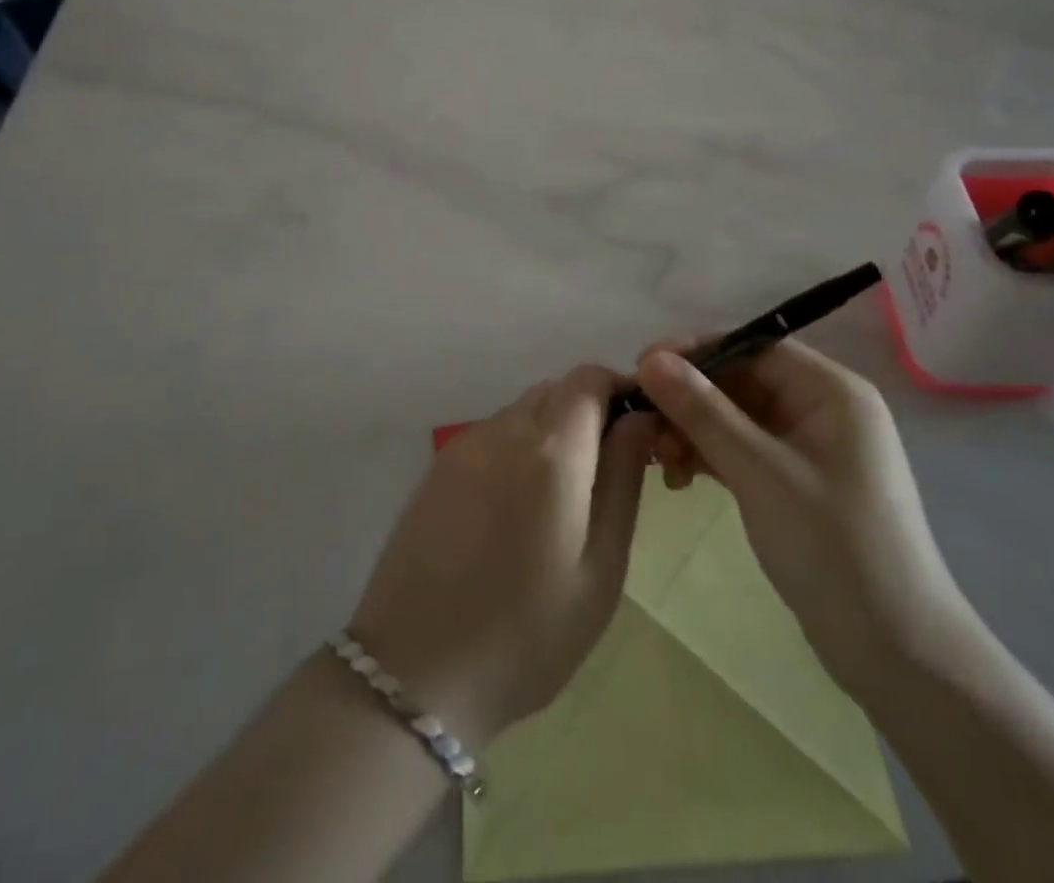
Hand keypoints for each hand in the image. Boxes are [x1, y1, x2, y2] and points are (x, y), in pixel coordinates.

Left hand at [350, 367, 655, 745]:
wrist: (413, 674)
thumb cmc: (526, 634)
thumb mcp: (600, 568)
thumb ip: (623, 480)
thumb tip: (640, 419)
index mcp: (550, 450)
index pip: (590, 379)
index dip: (620, 390)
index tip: (640, 431)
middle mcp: (504, 430)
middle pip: (556, 389)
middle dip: (590, 411)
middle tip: (608, 470)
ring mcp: (464, 445)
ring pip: (523, 409)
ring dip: (554, 428)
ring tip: (563, 495)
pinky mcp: (438, 467)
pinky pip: (493, 433)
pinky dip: (519, 445)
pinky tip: (518, 505)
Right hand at [637, 340, 970, 695]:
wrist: (897, 653)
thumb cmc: (833, 547)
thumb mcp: (758, 472)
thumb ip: (702, 410)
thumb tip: (650, 358)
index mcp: (830, 390)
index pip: (752, 346)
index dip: (695, 351)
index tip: (641, 368)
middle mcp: (823, 408)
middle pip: (741, 381)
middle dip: (690, 400)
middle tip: (644, 427)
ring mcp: (812, 447)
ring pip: (738, 418)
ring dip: (695, 432)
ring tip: (662, 464)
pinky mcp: (799, 482)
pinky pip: (745, 450)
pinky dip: (712, 458)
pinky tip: (681, 479)